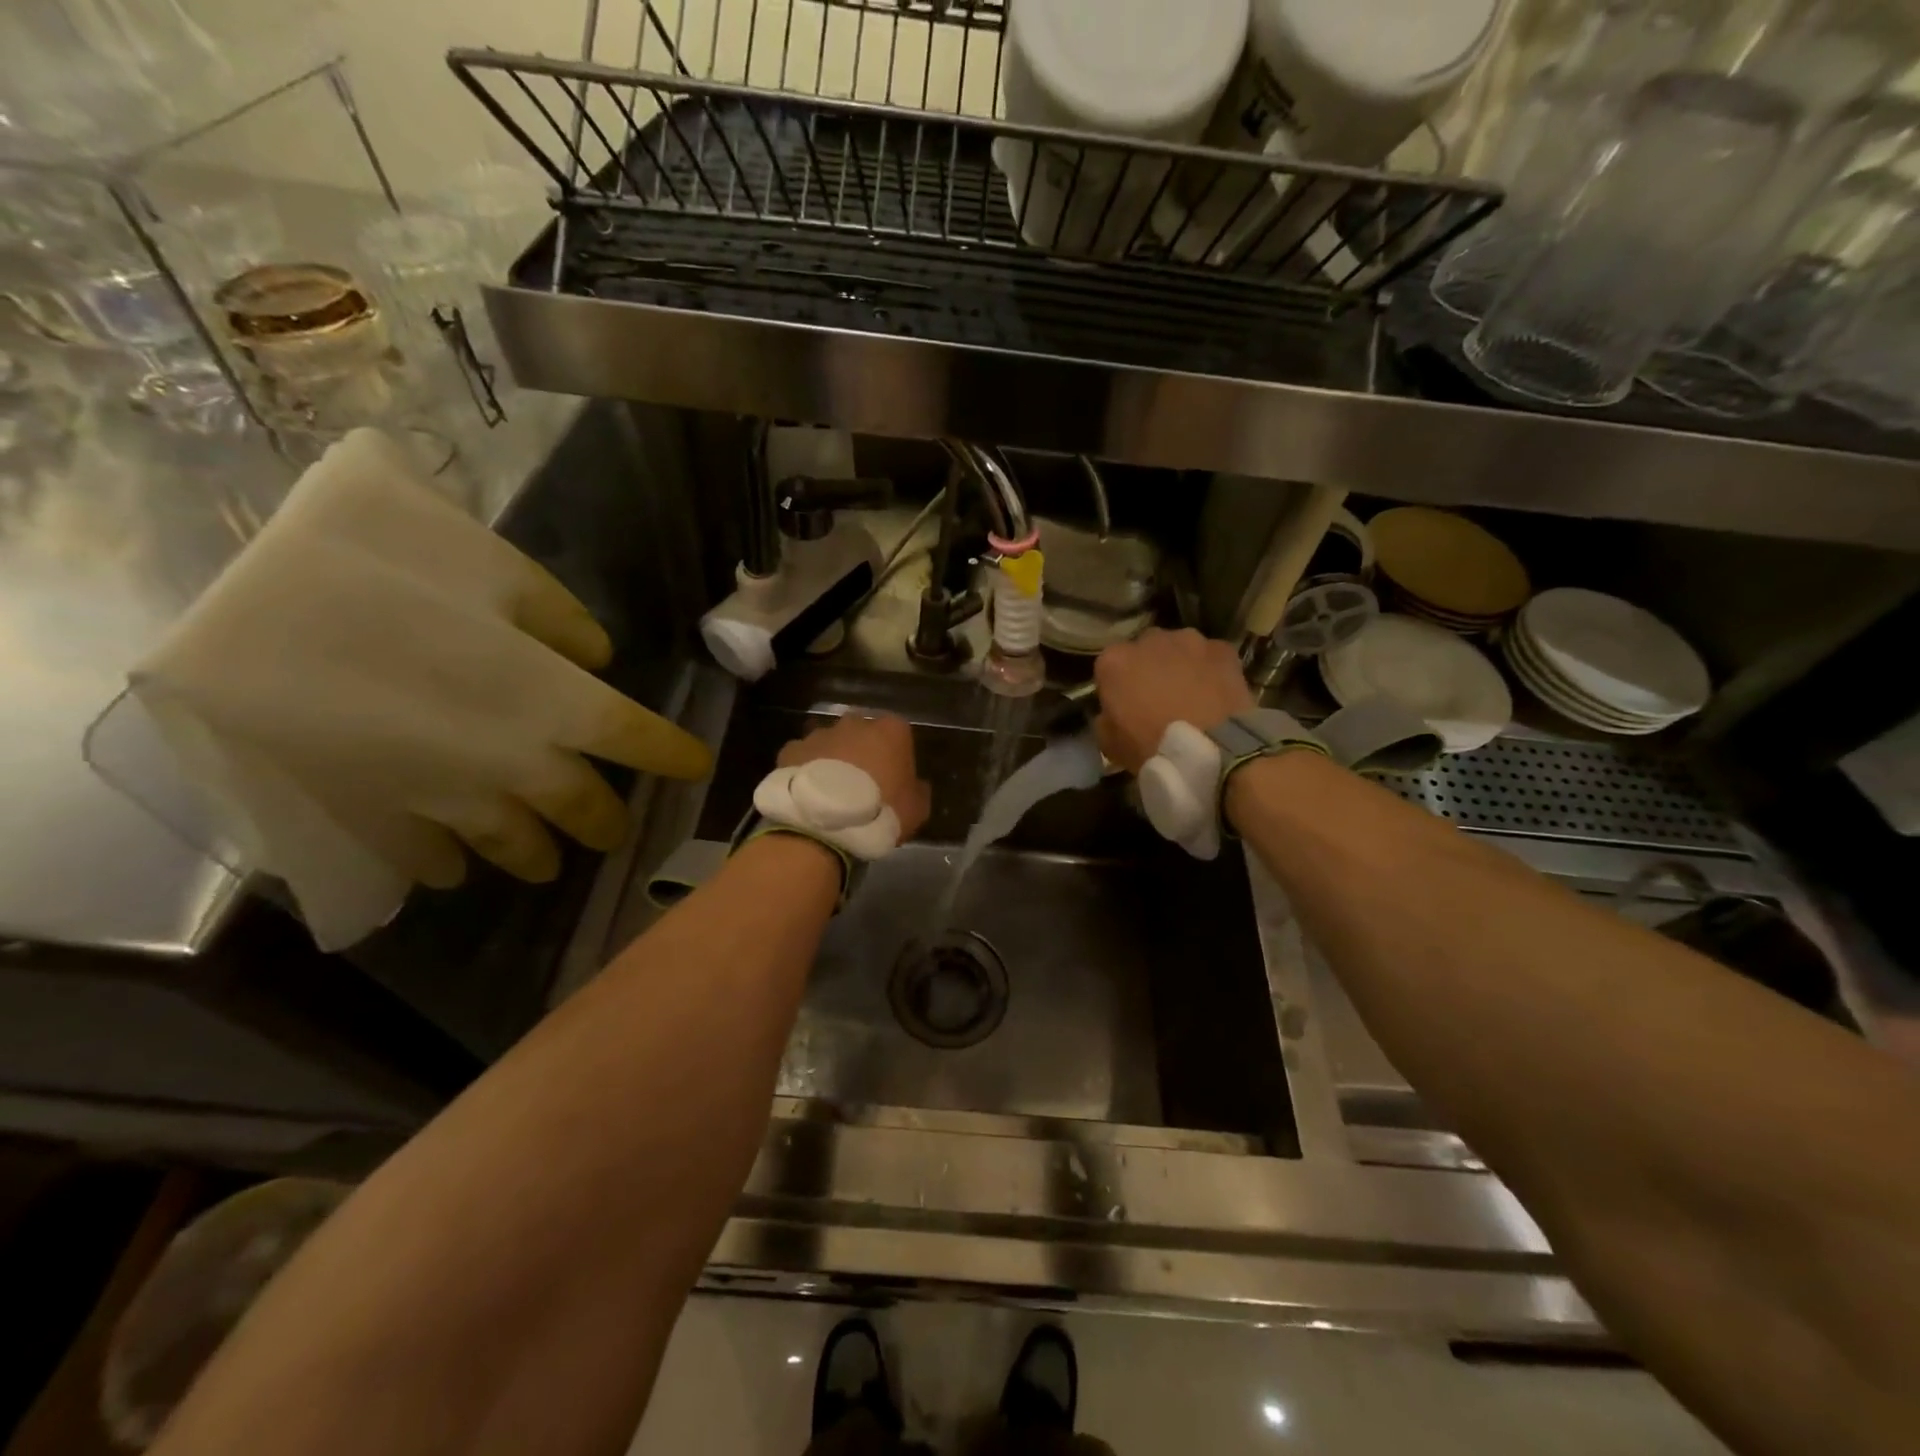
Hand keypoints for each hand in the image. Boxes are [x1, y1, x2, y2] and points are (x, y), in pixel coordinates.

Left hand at [778, 712, 931, 841]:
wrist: (823, 824)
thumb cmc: (879, 812)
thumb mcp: (917, 809)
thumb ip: (918, 790)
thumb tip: (915, 785)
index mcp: (892, 731)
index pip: (899, 735)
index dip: (896, 757)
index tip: (893, 780)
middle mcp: (855, 723)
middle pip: (862, 733)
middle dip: (862, 751)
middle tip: (862, 783)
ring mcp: (820, 734)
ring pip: (831, 742)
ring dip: (833, 759)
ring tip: (831, 791)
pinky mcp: (791, 749)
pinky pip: (802, 757)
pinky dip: (805, 769)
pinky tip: (807, 793)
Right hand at [1094, 628, 1253, 773]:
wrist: (1211, 748)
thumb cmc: (1152, 746)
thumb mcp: (1109, 743)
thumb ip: (1105, 718)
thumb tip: (1113, 713)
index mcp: (1114, 661)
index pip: (1108, 666)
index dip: (1117, 685)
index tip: (1125, 705)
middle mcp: (1149, 640)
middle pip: (1144, 649)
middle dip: (1149, 667)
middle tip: (1158, 697)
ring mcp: (1188, 640)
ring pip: (1179, 648)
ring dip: (1180, 664)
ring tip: (1191, 694)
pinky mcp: (1222, 649)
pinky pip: (1210, 656)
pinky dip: (1210, 669)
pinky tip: (1216, 693)